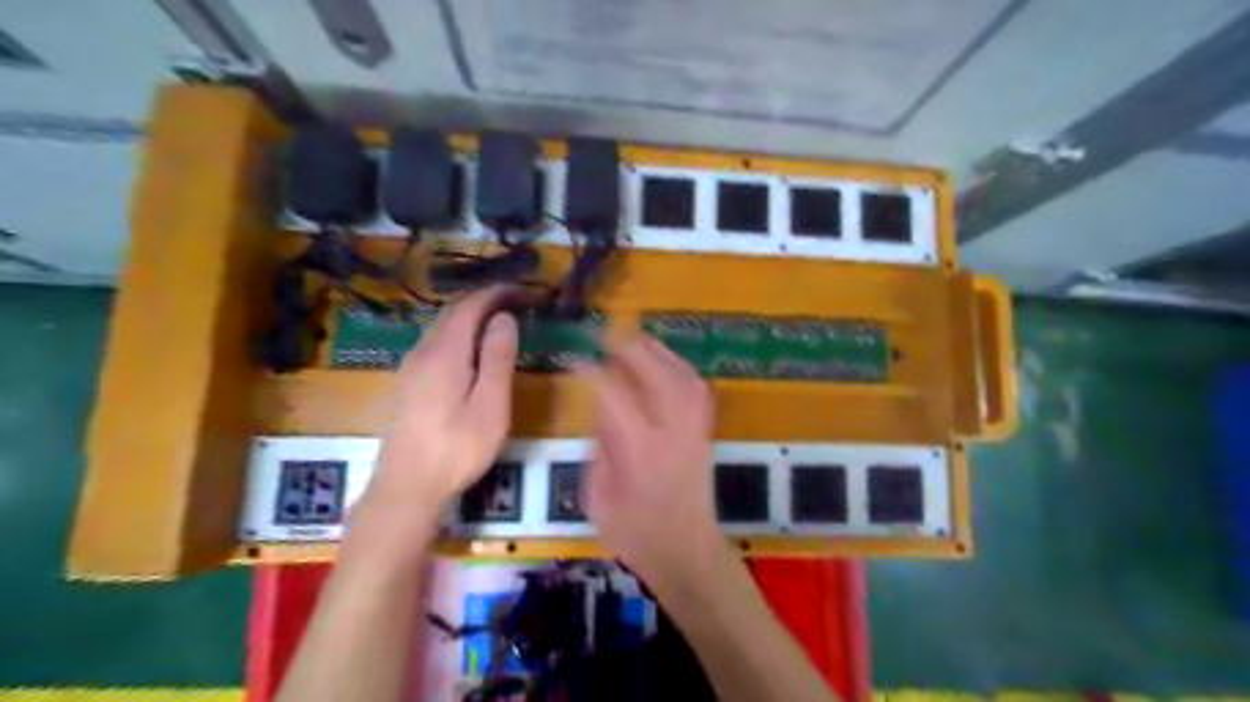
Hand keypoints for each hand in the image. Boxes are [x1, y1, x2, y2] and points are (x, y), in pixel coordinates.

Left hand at [367, 288, 517, 511]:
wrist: (406, 487)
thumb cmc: (457, 448)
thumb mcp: (490, 405)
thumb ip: (497, 358)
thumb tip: (504, 318)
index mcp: (445, 352)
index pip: (470, 306)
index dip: (496, 292)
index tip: (523, 290)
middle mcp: (423, 351)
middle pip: (452, 312)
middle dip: (484, 300)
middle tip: (516, 302)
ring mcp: (410, 367)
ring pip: (441, 327)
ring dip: (470, 316)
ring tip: (499, 321)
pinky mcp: (408, 383)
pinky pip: (435, 343)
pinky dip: (459, 333)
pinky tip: (471, 350)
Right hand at [581, 335, 728, 590]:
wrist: (686, 549)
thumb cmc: (634, 532)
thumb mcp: (598, 496)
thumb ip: (600, 447)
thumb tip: (600, 408)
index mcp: (638, 450)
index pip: (613, 395)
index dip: (592, 373)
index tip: (576, 361)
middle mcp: (671, 431)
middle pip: (655, 374)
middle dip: (629, 350)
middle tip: (607, 339)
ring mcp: (694, 428)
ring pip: (680, 375)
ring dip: (657, 352)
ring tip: (634, 341)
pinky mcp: (705, 430)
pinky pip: (696, 387)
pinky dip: (679, 368)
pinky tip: (664, 363)